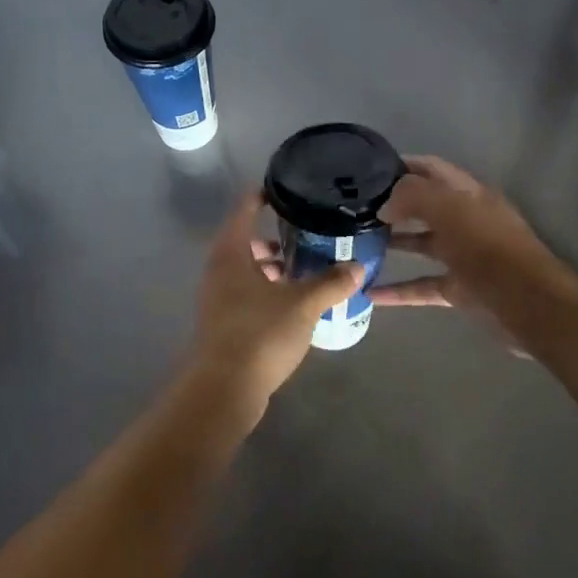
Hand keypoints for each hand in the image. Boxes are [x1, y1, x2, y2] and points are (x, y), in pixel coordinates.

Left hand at [189, 190, 364, 407]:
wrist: (225, 389)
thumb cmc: (260, 333)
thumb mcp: (303, 304)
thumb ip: (331, 283)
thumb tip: (358, 267)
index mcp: (231, 255)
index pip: (243, 211)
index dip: (262, 196)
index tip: (285, 188)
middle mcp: (219, 272)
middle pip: (245, 243)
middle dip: (275, 239)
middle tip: (307, 235)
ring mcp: (219, 301)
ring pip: (248, 273)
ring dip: (274, 269)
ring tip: (308, 271)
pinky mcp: (225, 326)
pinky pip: (249, 297)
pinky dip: (270, 292)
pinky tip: (296, 304)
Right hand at [370, 156, 577, 336]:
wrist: (528, 302)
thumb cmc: (488, 247)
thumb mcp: (449, 209)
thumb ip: (413, 197)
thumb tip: (386, 205)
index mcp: (468, 194)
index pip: (431, 169)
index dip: (402, 165)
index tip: (367, 171)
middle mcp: (466, 220)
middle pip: (425, 207)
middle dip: (393, 206)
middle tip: (356, 209)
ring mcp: (463, 256)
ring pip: (422, 245)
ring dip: (393, 244)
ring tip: (358, 244)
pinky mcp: (459, 289)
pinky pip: (422, 286)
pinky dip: (398, 290)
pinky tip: (370, 293)